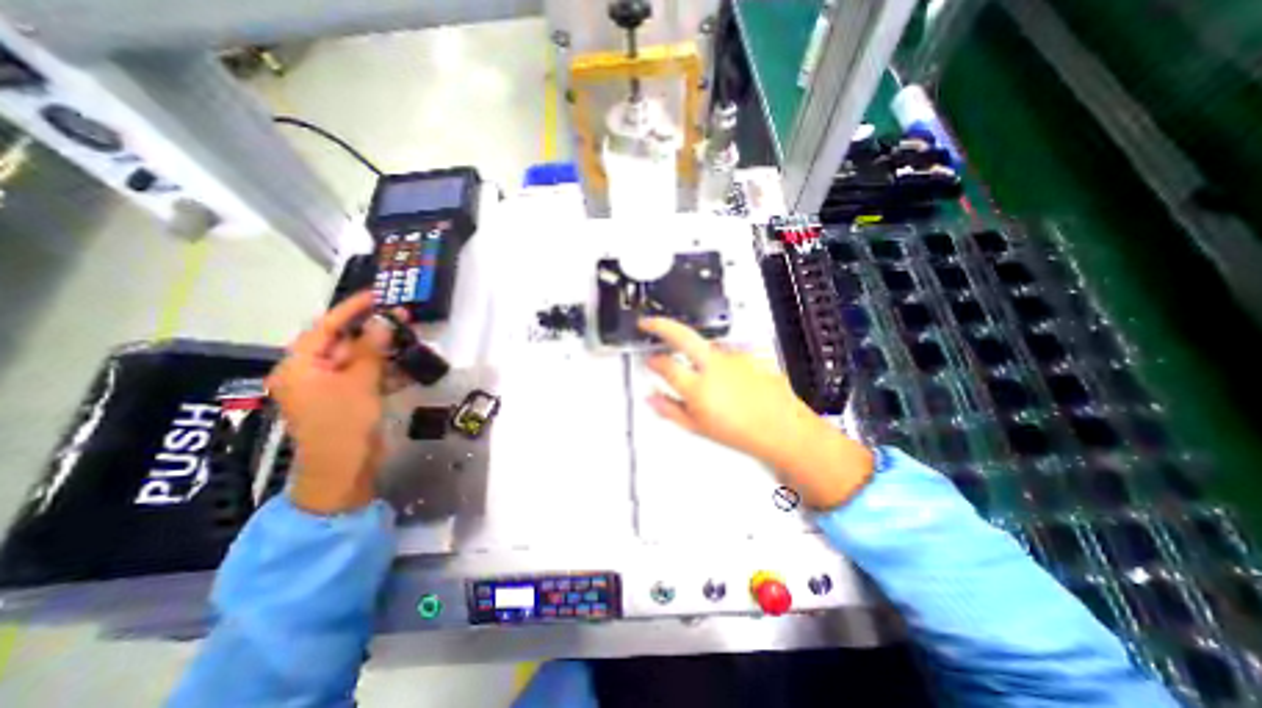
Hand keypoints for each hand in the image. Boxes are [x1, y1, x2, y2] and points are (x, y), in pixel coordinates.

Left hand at [267, 291, 400, 512]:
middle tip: (403, 318)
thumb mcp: (360, 382)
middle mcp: (312, 373)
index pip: (326, 327)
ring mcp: (331, 388)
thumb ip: (372, 349)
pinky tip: (408, 368)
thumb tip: (384, 319)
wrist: (345, 469)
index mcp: (300, 366)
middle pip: (344, 343)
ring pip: (360, 360)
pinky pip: (368, 377)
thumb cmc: (344, 423)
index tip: (377, 294)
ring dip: (385, 351)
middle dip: (374, 331)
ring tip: (411, 339)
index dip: (351, 309)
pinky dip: (387, 372)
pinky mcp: (349, 400)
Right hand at [643, 317, 868, 508]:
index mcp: (697, 387)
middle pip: (681, 334)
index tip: (649, 360)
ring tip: (700, 372)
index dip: (653, 361)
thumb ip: (670, 409)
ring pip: (704, 345)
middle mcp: (713, 366)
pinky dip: (717, 361)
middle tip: (648, 323)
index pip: (665, 365)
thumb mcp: (698, 427)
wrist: (783, 428)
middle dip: (660, 325)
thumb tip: (652, 398)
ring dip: (694, 350)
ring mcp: (731, 357)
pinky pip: (724, 353)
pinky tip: (725, 378)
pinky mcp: (746, 355)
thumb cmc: (743, 432)